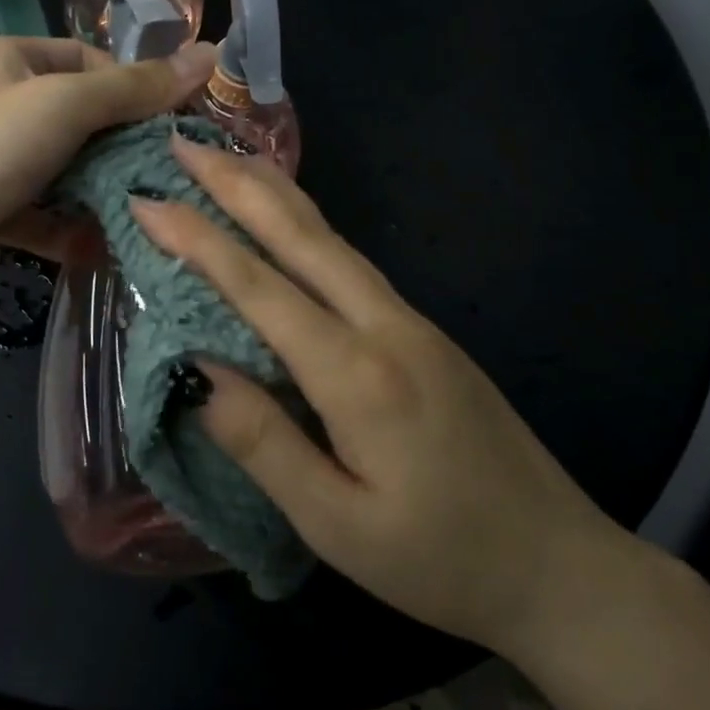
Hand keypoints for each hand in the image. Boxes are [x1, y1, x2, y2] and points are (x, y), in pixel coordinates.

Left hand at [0, 36, 215, 309]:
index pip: (87, 60)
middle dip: (122, 147)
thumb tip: (209, 56)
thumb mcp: (64, 105)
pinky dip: (73, 230)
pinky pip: (46, 213)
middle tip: (169, 172)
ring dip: (101, 193)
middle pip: (80, 118)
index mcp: (7, 60)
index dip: (133, 86)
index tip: (174, 121)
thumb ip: (135, 86)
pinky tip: (103, 249)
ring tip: (146, 213)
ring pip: (66, 170)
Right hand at [129, 136, 634, 657]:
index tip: (147, 200)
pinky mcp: (425, 333)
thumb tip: (196, 370)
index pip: (260, 288)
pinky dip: (307, 224)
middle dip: (236, 184)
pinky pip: (352, 261)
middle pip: (302, 236)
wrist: (562, 566)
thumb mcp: (336, 524)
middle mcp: (386, 327)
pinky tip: (289, 220)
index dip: (198, 239)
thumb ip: (263, 442)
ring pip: (332, 239)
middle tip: (183, 142)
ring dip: (274, 193)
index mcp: (357, 374)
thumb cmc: (441, 559)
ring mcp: (413, 323)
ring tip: (227, 158)